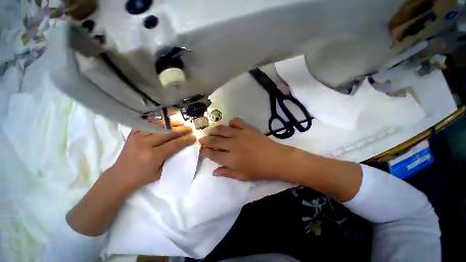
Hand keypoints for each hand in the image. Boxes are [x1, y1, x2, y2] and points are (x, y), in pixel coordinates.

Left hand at [110, 121, 195, 189]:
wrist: (120, 176)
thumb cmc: (142, 177)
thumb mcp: (160, 172)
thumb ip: (170, 158)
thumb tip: (181, 147)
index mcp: (153, 155)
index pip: (174, 144)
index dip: (185, 140)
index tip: (193, 136)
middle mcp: (145, 144)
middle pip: (168, 133)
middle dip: (181, 130)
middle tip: (189, 128)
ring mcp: (138, 137)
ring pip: (158, 126)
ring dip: (171, 124)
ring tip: (180, 123)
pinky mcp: (132, 134)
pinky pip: (147, 124)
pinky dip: (157, 122)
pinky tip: (165, 122)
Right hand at [199, 118, 295, 180]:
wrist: (276, 159)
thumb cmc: (259, 170)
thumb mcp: (242, 176)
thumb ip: (227, 173)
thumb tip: (214, 172)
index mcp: (231, 159)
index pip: (213, 154)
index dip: (206, 152)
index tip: (202, 150)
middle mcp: (233, 145)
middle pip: (215, 141)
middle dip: (206, 140)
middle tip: (202, 139)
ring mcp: (240, 135)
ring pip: (222, 129)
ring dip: (214, 130)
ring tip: (211, 131)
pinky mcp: (247, 128)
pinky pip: (236, 122)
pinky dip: (231, 123)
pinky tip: (230, 126)